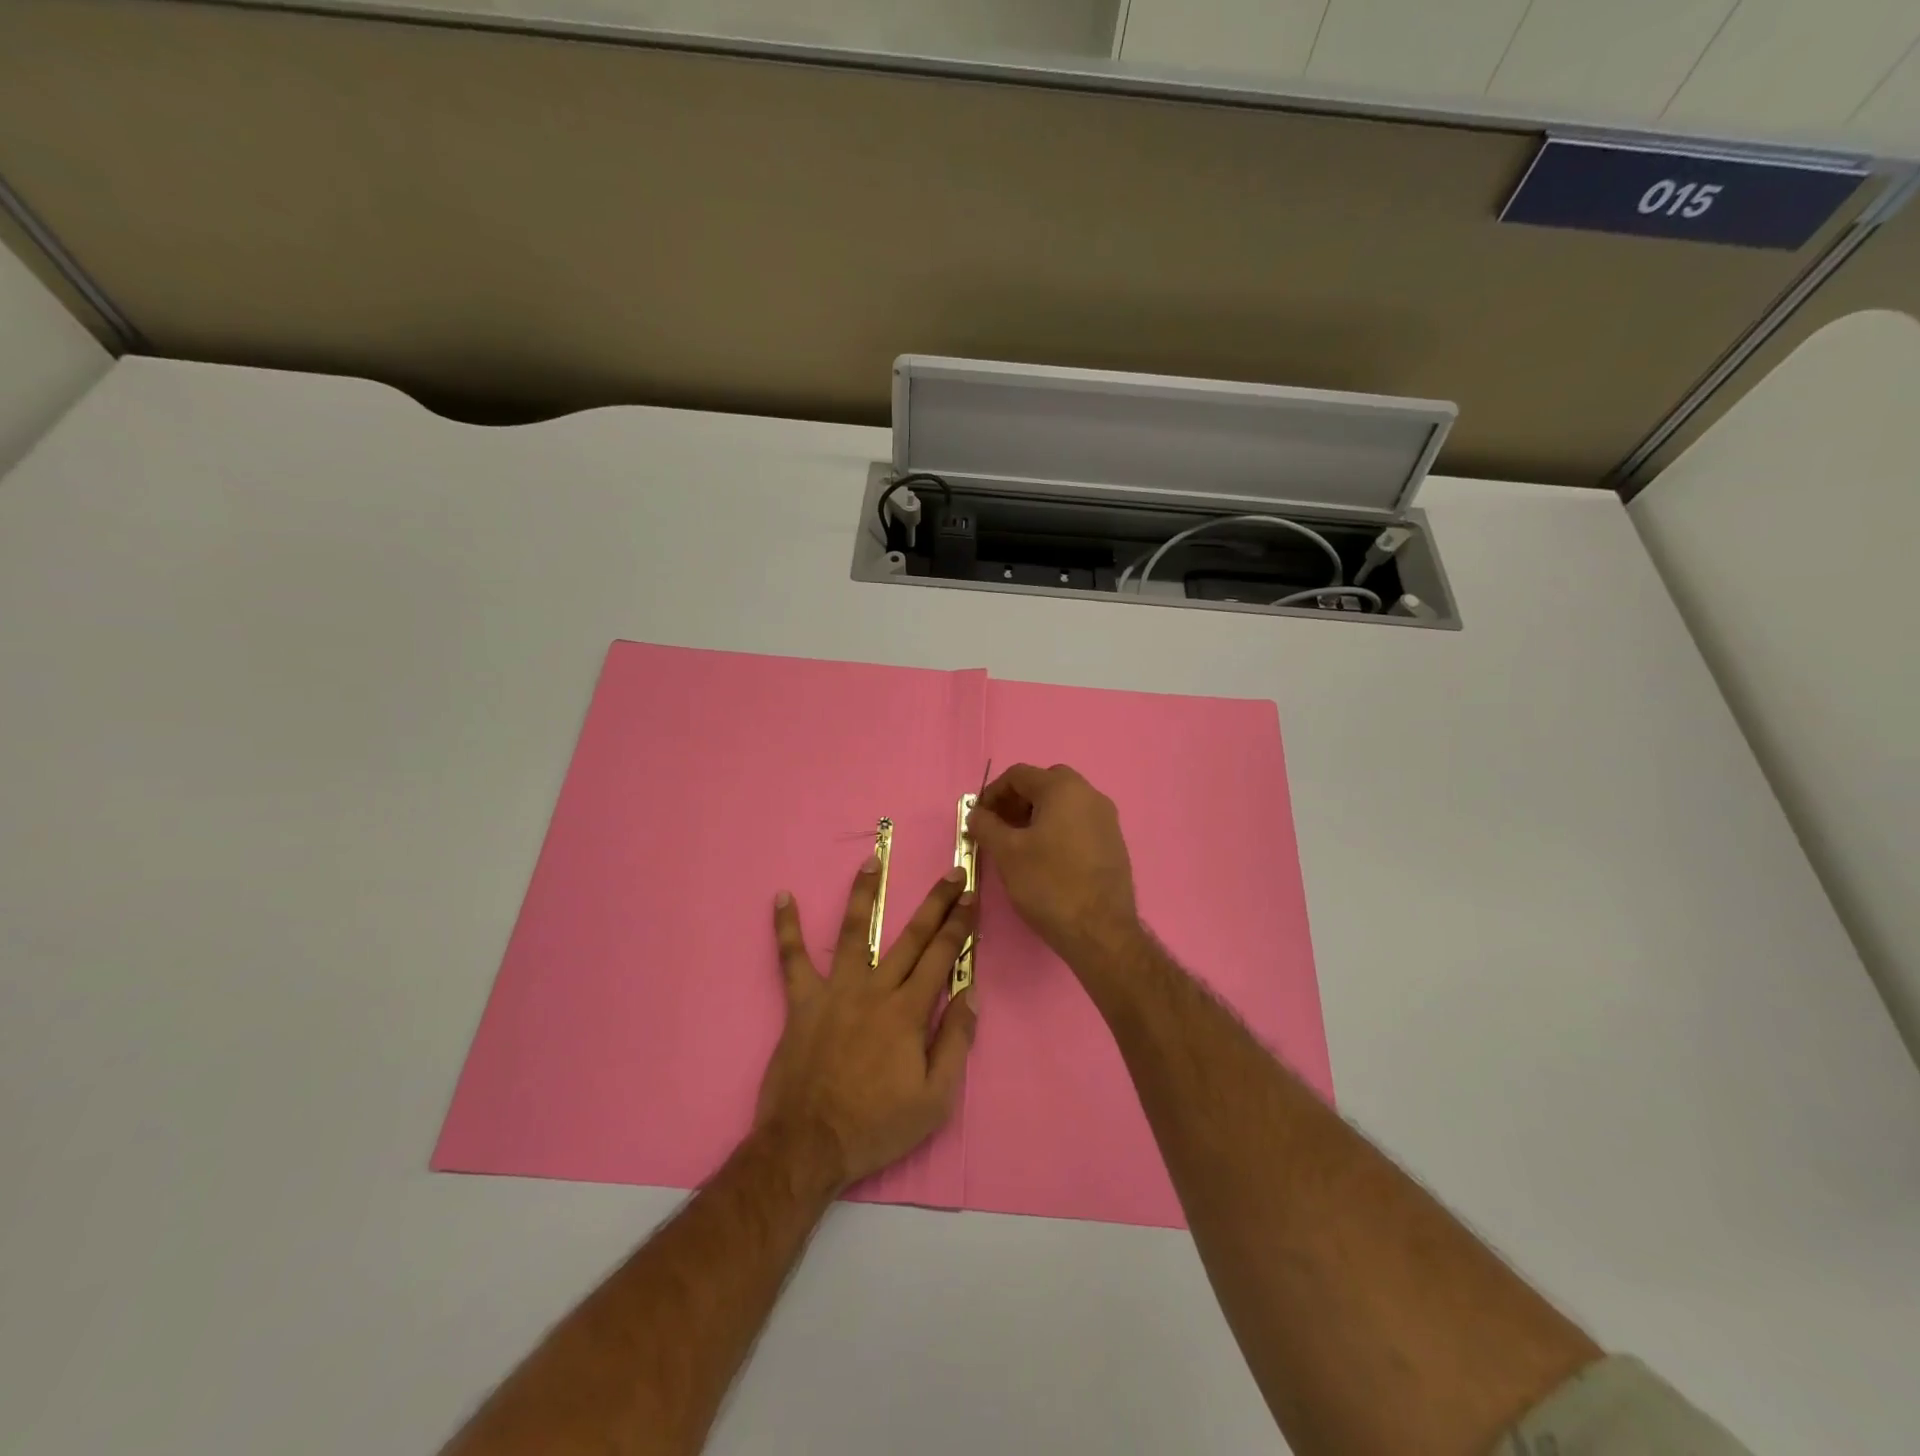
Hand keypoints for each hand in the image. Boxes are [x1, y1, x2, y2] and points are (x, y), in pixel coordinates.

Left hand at [756, 859, 978, 1191]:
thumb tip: (971, 994)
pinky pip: (791, 959)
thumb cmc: (877, 1125)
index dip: (961, 925)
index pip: (943, 957)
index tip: (972, 897)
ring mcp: (835, 992)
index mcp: (908, 1012)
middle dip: (936, 903)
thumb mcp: (935, 1099)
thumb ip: (955, 1042)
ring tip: (872, 860)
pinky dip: (785, 928)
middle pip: (911, 937)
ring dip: (864, 893)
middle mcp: (874, 990)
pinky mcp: (802, 1002)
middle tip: (952, 872)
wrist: (809, 1146)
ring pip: (852, 932)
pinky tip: (781, 897)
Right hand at [968, 763, 1141, 970]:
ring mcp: (1106, 819)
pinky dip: (1057, 830)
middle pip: (1044, 784)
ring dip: (1036, 815)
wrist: (1100, 931)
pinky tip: (1045, 858)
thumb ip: (986, 826)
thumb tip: (976, 814)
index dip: (992, 793)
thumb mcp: (1006, 853)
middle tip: (999, 827)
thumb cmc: (1049, 884)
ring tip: (1018, 845)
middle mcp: (1090, 795)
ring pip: (1063, 804)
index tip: (978, 818)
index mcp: (1064, 789)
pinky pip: (1079, 823)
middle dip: (1016, 801)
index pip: (1019, 775)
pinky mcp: (1113, 843)